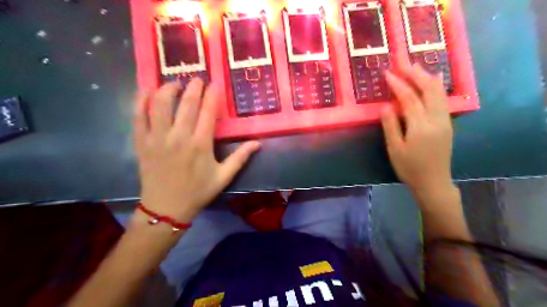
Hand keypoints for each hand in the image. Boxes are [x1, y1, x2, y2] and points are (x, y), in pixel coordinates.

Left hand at [133, 78, 258, 222]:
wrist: (167, 208)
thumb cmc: (198, 192)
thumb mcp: (224, 177)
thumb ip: (240, 158)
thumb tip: (258, 143)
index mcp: (201, 144)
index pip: (208, 112)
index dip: (213, 95)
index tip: (215, 83)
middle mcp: (179, 137)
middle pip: (186, 103)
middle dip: (193, 87)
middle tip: (197, 78)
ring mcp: (158, 138)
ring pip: (160, 105)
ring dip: (168, 89)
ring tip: (175, 83)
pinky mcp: (142, 142)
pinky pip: (138, 117)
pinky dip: (140, 101)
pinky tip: (146, 91)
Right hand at [382, 64, 452, 193]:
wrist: (433, 182)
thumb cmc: (409, 168)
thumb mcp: (395, 149)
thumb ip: (391, 126)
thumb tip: (386, 105)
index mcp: (420, 126)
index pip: (409, 98)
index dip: (398, 84)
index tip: (387, 73)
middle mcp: (436, 119)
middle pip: (428, 90)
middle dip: (415, 74)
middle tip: (403, 63)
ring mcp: (445, 120)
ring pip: (438, 92)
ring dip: (426, 78)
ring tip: (415, 68)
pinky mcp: (447, 123)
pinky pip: (442, 99)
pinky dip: (435, 87)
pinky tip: (433, 81)